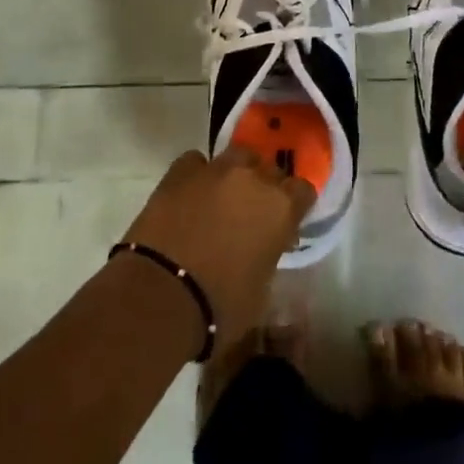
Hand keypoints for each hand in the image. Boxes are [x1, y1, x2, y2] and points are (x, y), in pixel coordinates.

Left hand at [121, 146, 314, 345]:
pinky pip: (197, 162)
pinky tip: (190, 194)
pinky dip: (198, 175)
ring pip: (237, 157)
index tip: (285, 223)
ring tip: (222, 198)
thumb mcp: (261, 289)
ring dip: (236, 174)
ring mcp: (216, 170)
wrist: (160, 296)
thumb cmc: (220, 307)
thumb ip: (268, 255)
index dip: (295, 206)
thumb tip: (261, 248)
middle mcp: (253, 178)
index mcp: (281, 208)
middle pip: (270, 169)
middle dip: (265, 187)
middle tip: (251, 214)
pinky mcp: (180, 171)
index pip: (303, 190)